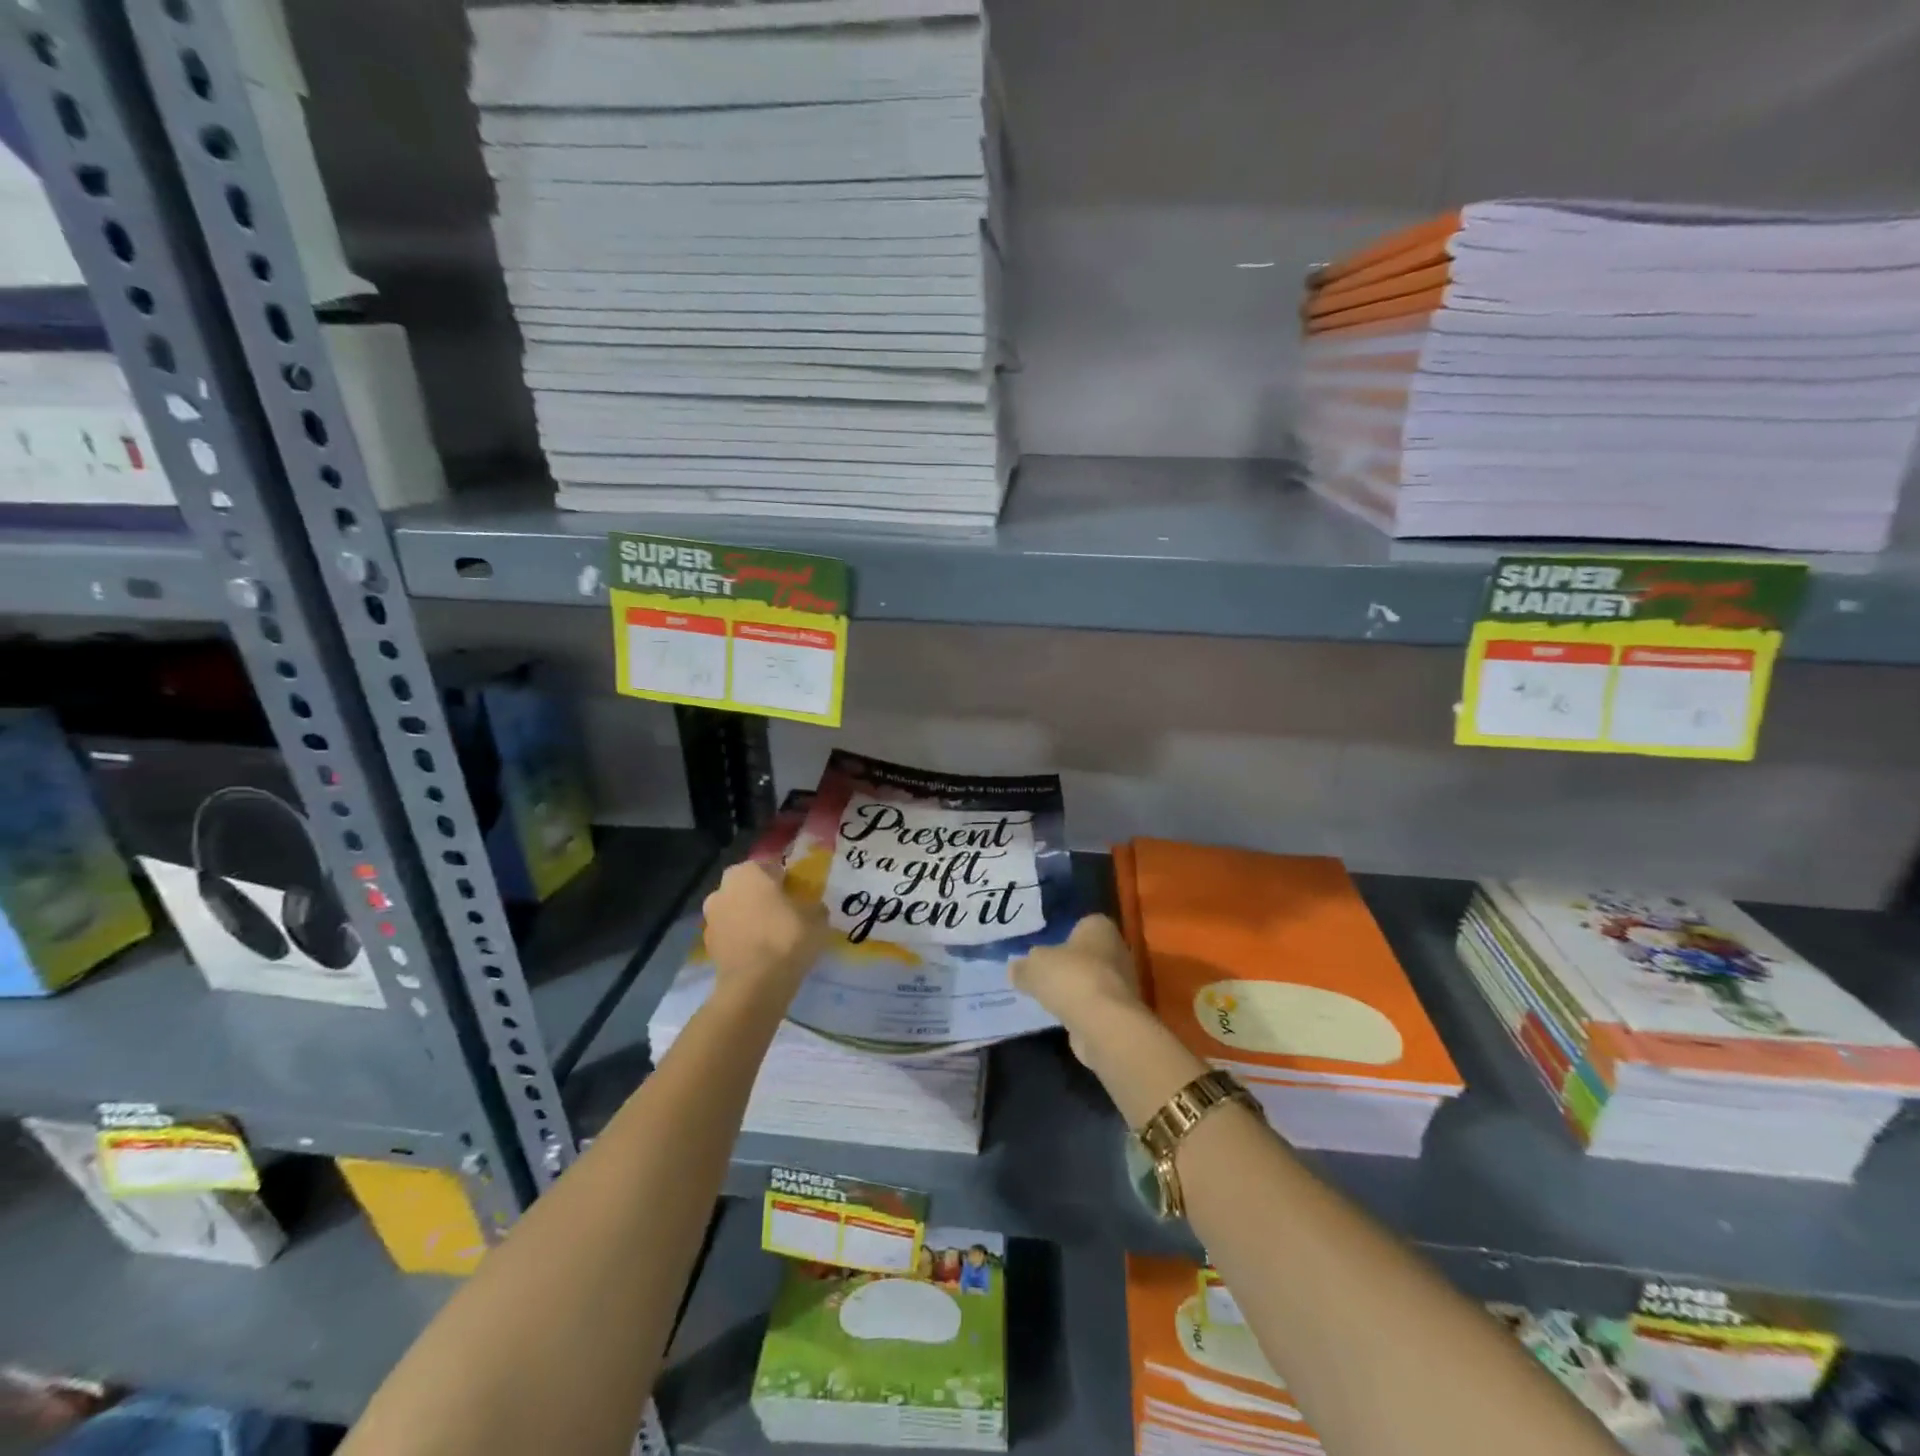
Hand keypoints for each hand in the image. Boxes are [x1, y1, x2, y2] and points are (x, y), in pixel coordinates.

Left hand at [701, 861, 826, 1008]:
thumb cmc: (787, 937)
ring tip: (772, 936)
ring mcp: (711, 917)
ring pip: (737, 910)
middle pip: (750, 887)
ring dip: (750, 918)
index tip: (799, 894)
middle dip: (764, 897)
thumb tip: (811, 908)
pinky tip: (760, 953)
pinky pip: (731, 934)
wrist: (755, 984)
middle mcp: (724, 888)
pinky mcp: (707, 945)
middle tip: (786, 913)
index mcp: (749, 871)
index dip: (787, 880)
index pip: (772, 867)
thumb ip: (814, 906)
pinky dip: (743, 939)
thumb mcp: (817, 917)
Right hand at [1011, 915, 1145, 1060]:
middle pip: (1087, 954)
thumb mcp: (1033, 966)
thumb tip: (1016, 969)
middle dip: (1068, 964)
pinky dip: (1080, 1010)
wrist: (1103, 1024)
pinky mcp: (1119, 1012)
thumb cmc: (1070, 978)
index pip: (1081, 924)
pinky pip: (1093, 1005)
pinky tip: (1060, 1017)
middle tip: (1042, 974)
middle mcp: (1117, 950)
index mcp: (1100, 928)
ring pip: (1090, 980)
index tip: (1044, 948)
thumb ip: (1023, 966)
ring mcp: (1121, 983)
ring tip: (1047, 998)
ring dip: (1073, 989)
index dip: (1062, 935)